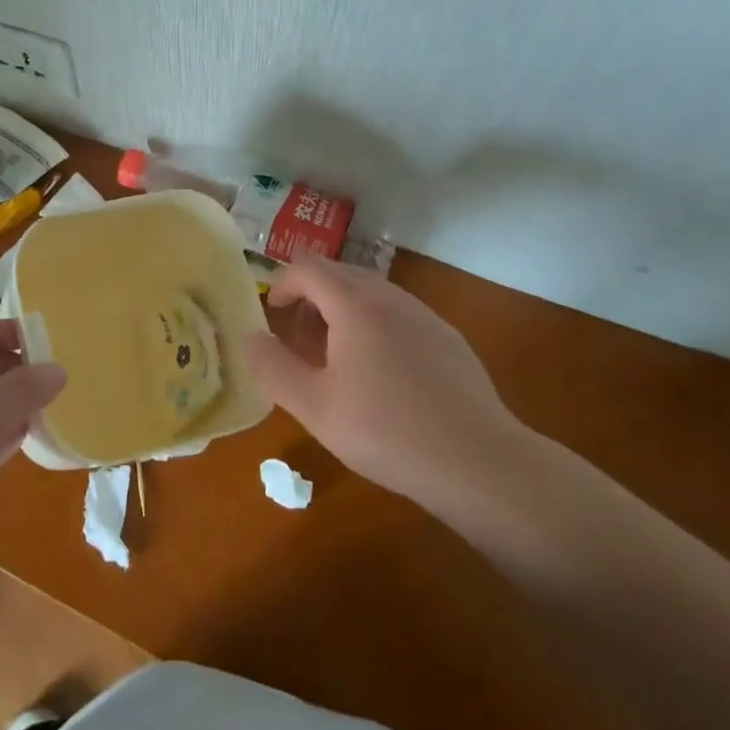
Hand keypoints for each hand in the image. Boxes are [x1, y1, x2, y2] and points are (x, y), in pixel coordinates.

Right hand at [242, 257, 537, 523]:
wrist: (479, 463)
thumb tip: (251, 339)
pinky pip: (399, 314)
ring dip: (343, 312)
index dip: (282, 283)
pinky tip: (382, 376)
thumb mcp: (314, 407)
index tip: (273, 314)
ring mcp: (425, 315)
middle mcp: (390, 297)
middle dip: (311, 298)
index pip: (308, 267)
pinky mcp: (448, 339)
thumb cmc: (387, 431)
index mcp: (355, 304)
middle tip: (300, 340)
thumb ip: (273, 368)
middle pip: (339, 274)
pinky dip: (375, 326)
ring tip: (337, 360)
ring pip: (371, 293)